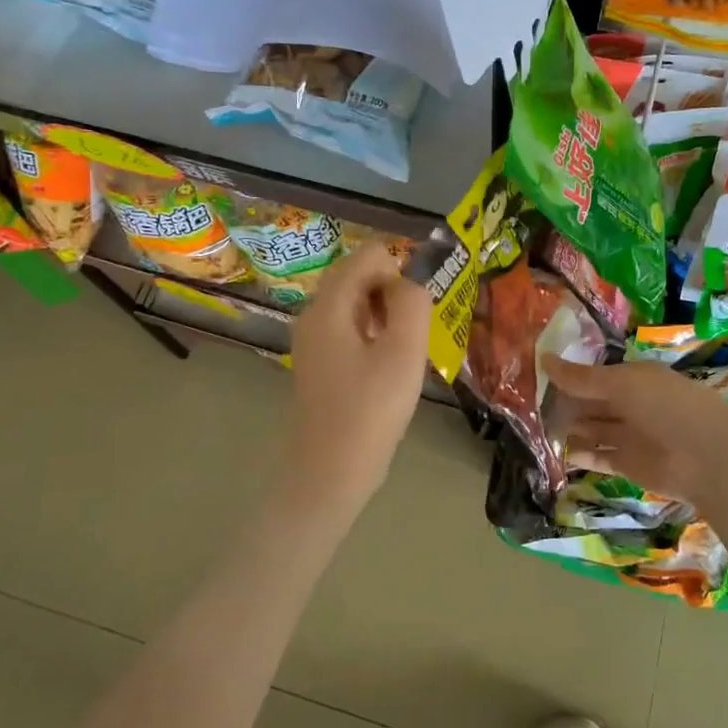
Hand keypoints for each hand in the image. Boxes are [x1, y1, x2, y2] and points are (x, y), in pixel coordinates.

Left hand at [288, 243, 432, 510]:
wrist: (330, 472)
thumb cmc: (370, 410)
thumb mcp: (404, 351)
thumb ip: (412, 303)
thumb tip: (410, 283)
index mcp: (330, 306)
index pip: (368, 255)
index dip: (399, 272)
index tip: (414, 311)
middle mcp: (314, 314)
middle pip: (359, 276)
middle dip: (392, 293)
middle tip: (410, 334)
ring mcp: (313, 340)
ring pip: (356, 303)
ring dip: (385, 315)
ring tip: (402, 352)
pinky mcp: (320, 362)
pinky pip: (350, 328)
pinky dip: (373, 334)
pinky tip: (387, 367)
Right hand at [545, 357, 727, 510]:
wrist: (708, 456)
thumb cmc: (666, 406)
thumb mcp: (621, 383)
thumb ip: (581, 377)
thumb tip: (543, 358)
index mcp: (633, 378)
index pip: (594, 375)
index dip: (567, 376)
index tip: (535, 376)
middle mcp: (630, 404)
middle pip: (590, 403)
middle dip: (563, 403)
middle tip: (525, 404)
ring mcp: (629, 435)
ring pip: (591, 429)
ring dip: (567, 428)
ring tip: (533, 427)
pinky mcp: (627, 465)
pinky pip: (597, 456)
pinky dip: (577, 454)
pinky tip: (552, 451)